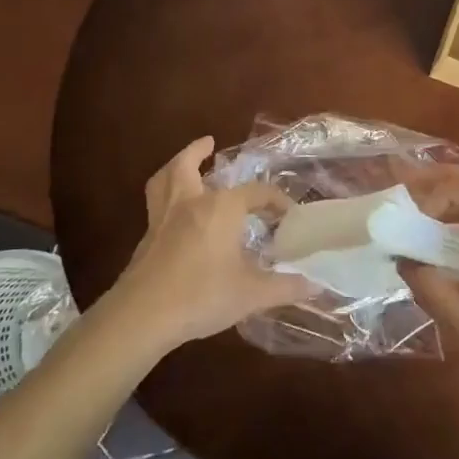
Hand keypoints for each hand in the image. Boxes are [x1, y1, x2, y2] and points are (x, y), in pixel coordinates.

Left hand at [105, 138, 303, 350]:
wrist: (142, 316)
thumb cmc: (202, 296)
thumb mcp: (252, 294)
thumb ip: (285, 287)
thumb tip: (315, 286)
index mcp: (221, 208)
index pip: (256, 193)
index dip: (276, 200)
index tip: (289, 214)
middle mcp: (189, 203)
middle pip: (187, 166)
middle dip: (198, 152)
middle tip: (209, 143)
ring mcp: (162, 220)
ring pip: (163, 180)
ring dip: (174, 167)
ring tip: (183, 165)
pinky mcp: (145, 240)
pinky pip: (156, 206)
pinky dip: (166, 198)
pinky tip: (175, 215)